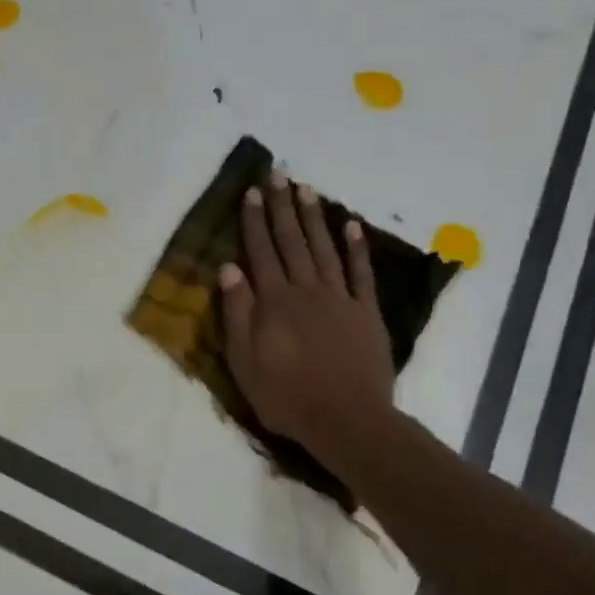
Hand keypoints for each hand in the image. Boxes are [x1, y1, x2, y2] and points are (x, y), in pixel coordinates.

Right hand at [219, 173, 396, 467]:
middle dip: (283, 207)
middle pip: (292, 242)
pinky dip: (356, 248)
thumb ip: (237, 313)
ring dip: (314, 218)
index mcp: (274, 302)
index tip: (251, 192)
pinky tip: (351, 225)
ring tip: (308, 189)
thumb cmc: (286, 396)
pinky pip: (361, 273)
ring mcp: (340, 299)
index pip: (261, 252)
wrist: (346, 420)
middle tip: (279, 174)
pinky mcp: (366, 313)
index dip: (255, 221)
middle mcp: (306, 290)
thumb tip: (229, 268)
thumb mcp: (244, 361)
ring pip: (324, 249)